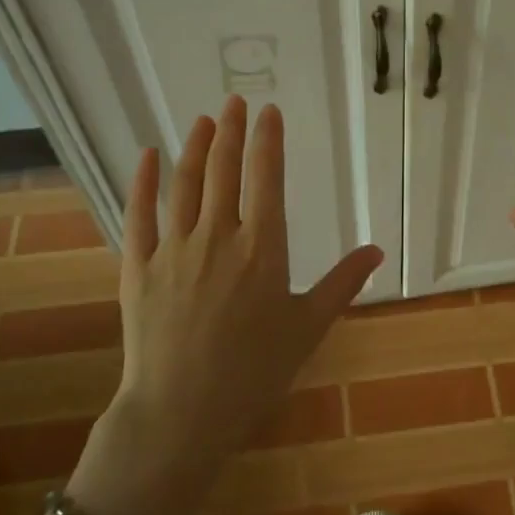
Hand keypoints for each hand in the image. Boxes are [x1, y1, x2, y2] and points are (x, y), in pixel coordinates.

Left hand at [68, 96, 381, 514]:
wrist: (182, 413)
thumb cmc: (254, 373)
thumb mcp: (308, 327)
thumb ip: (342, 283)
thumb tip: (376, 250)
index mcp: (262, 248)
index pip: (266, 178)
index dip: (267, 140)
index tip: (268, 111)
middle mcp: (218, 236)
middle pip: (223, 170)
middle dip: (230, 131)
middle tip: (234, 101)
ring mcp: (173, 249)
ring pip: (184, 184)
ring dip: (194, 147)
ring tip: (203, 120)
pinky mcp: (137, 266)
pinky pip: (138, 214)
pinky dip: (142, 180)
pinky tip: (147, 154)